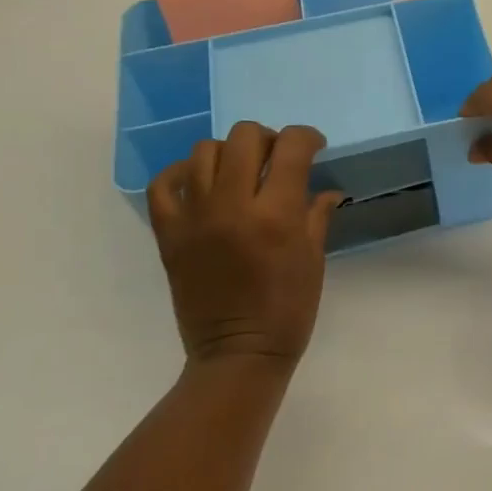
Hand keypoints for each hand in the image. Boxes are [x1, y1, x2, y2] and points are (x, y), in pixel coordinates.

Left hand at [147, 123, 343, 366]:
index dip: (307, 137)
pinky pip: (164, 184)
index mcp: (276, 215)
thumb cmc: (288, 310)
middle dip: (269, 139)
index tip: (314, 148)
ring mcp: (195, 218)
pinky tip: (201, 182)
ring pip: (205, 151)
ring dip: (230, 152)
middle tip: (277, 159)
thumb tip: (327, 191)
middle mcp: (233, 206)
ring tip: (241, 171)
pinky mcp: (169, 234)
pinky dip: (182, 173)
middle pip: (245, 137)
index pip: (292, 147)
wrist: (237, 353)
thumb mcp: (313, 259)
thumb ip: (316, 215)